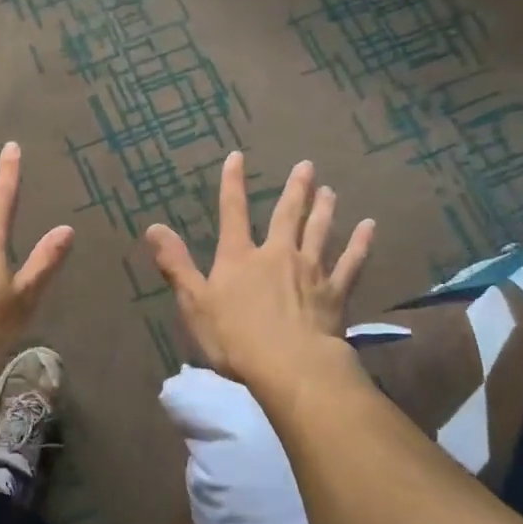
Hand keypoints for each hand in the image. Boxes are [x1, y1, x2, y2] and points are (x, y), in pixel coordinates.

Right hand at [146, 152, 374, 387]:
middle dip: (294, 189)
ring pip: (319, 232)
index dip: (233, 184)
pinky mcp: (335, 293)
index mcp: (239, 258)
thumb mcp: (194, 303)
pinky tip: (369, 227)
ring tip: (330, 191)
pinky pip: (350, 262)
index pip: (233, 213)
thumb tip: (154, 227)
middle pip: (286, 216)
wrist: (290, 366)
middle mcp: (277, 255)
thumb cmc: (235, 338)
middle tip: (306, 166)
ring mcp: (310, 272)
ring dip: (324, 210)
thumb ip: (176, 264)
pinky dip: (360, 244)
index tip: (237, 157)